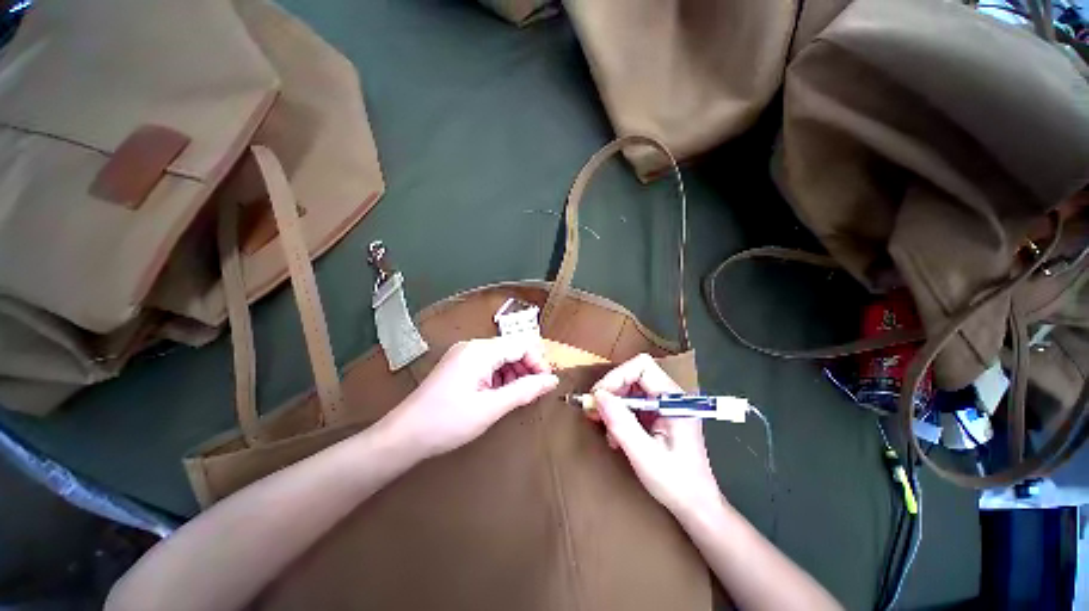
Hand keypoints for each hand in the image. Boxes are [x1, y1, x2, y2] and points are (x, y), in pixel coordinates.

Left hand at [386, 337, 558, 459]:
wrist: (403, 436)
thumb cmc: (447, 422)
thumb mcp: (491, 408)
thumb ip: (524, 390)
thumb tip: (551, 380)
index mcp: (480, 351)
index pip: (521, 345)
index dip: (538, 362)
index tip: (546, 384)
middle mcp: (472, 346)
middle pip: (511, 348)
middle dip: (526, 368)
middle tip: (533, 392)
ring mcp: (463, 355)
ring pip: (500, 356)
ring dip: (514, 373)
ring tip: (516, 396)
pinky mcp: (458, 365)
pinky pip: (488, 364)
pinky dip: (499, 377)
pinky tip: (499, 394)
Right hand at [591, 354, 723, 518]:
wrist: (696, 506)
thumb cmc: (676, 483)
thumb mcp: (644, 455)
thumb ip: (621, 423)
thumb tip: (598, 396)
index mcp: (674, 400)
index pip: (642, 367)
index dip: (617, 376)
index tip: (599, 397)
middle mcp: (670, 396)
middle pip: (634, 374)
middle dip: (612, 390)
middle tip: (594, 410)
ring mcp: (665, 405)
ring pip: (631, 387)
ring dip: (613, 404)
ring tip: (604, 426)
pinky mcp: (659, 414)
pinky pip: (633, 402)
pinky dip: (619, 414)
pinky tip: (615, 434)